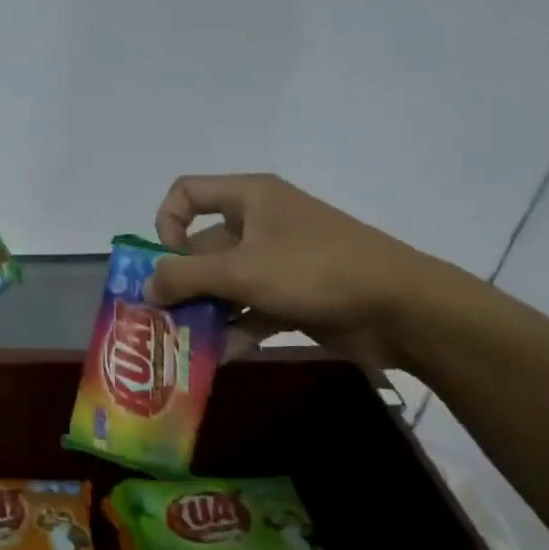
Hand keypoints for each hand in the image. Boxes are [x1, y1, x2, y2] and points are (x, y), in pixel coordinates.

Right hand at [146, 173, 452, 368]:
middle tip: (160, 318)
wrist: (402, 308)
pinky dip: (234, 330)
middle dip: (180, 283)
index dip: (167, 223)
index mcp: (250, 198)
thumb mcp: (241, 270)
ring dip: (202, 311)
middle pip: (201, 247)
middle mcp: (260, 224)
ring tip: (183, 342)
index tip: (168, 261)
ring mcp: (278, 261)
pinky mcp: (293, 295)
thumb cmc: (314, 270)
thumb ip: (184, 277)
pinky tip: (218, 356)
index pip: (187, 193)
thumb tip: (146, 287)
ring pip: (224, 283)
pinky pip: (250, 309)